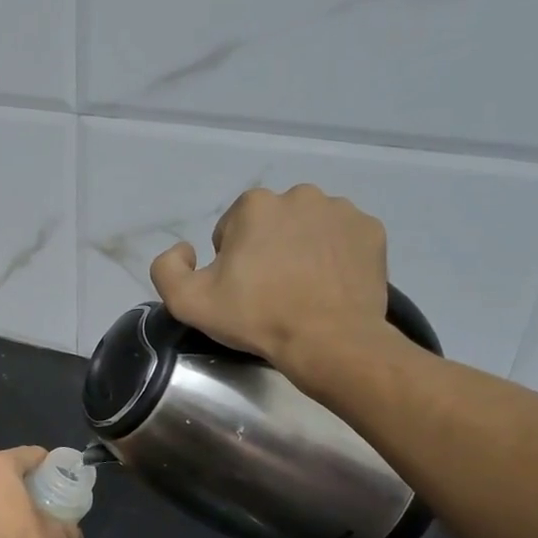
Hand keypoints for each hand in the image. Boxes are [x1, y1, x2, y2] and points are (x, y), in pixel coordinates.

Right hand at [149, 184, 393, 378]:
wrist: (329, 342)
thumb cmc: (257, 317)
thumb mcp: (188, 302)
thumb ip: (167, 268)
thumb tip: (185, 250)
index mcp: (255, 205)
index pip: (231, 229)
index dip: (230, 261)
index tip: (240, 290)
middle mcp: (299, 195)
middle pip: (271, 223)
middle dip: (267, 249)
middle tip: (271, 291)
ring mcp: (341, 211)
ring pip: (308, 227)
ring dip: (301, 249)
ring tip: (302, 289)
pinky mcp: (371, 230)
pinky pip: (342, 238)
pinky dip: (334, 256)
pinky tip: (329, 285)